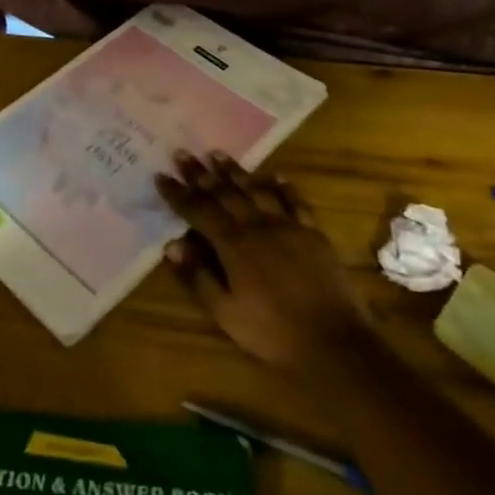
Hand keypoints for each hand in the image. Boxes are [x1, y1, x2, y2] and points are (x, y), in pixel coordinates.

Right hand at [157, 151, 371, 374]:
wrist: (333, 341)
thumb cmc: (272, 332)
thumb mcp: (226, 312)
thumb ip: (198, 276)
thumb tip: (172, 244)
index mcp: (233, 244)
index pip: (198, 210)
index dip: (178, 193)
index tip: (161, 175)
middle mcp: (258, 225)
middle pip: (224, 193)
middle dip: (200, 173)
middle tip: (183, 153)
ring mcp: (288, 225)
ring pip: (256, 190)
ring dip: (235, 171)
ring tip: (217, 154)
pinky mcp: (312, 232)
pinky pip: (295, 201)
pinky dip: (284, 186)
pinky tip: (276, 175)